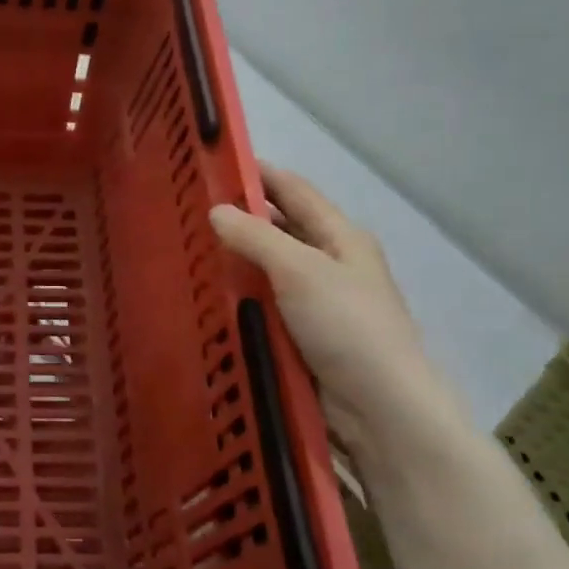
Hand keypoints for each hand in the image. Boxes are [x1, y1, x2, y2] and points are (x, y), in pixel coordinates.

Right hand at [210, 164, 452, 455]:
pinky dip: (241, 297)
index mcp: (341, 236)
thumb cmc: (346, 325)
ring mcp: (318, 301)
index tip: (214, 162)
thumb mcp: (300, 271)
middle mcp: (331, 262)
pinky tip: (208, 296)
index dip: (258, 173)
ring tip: (189, 251)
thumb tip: (217, 210)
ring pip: (269, 269)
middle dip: (241, 218)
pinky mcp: (304, 335)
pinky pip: (266, 304)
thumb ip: (257, 238)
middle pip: (281, 229)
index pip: (294, 190)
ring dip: (237, 260)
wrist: (379, 406)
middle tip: (189, 212)